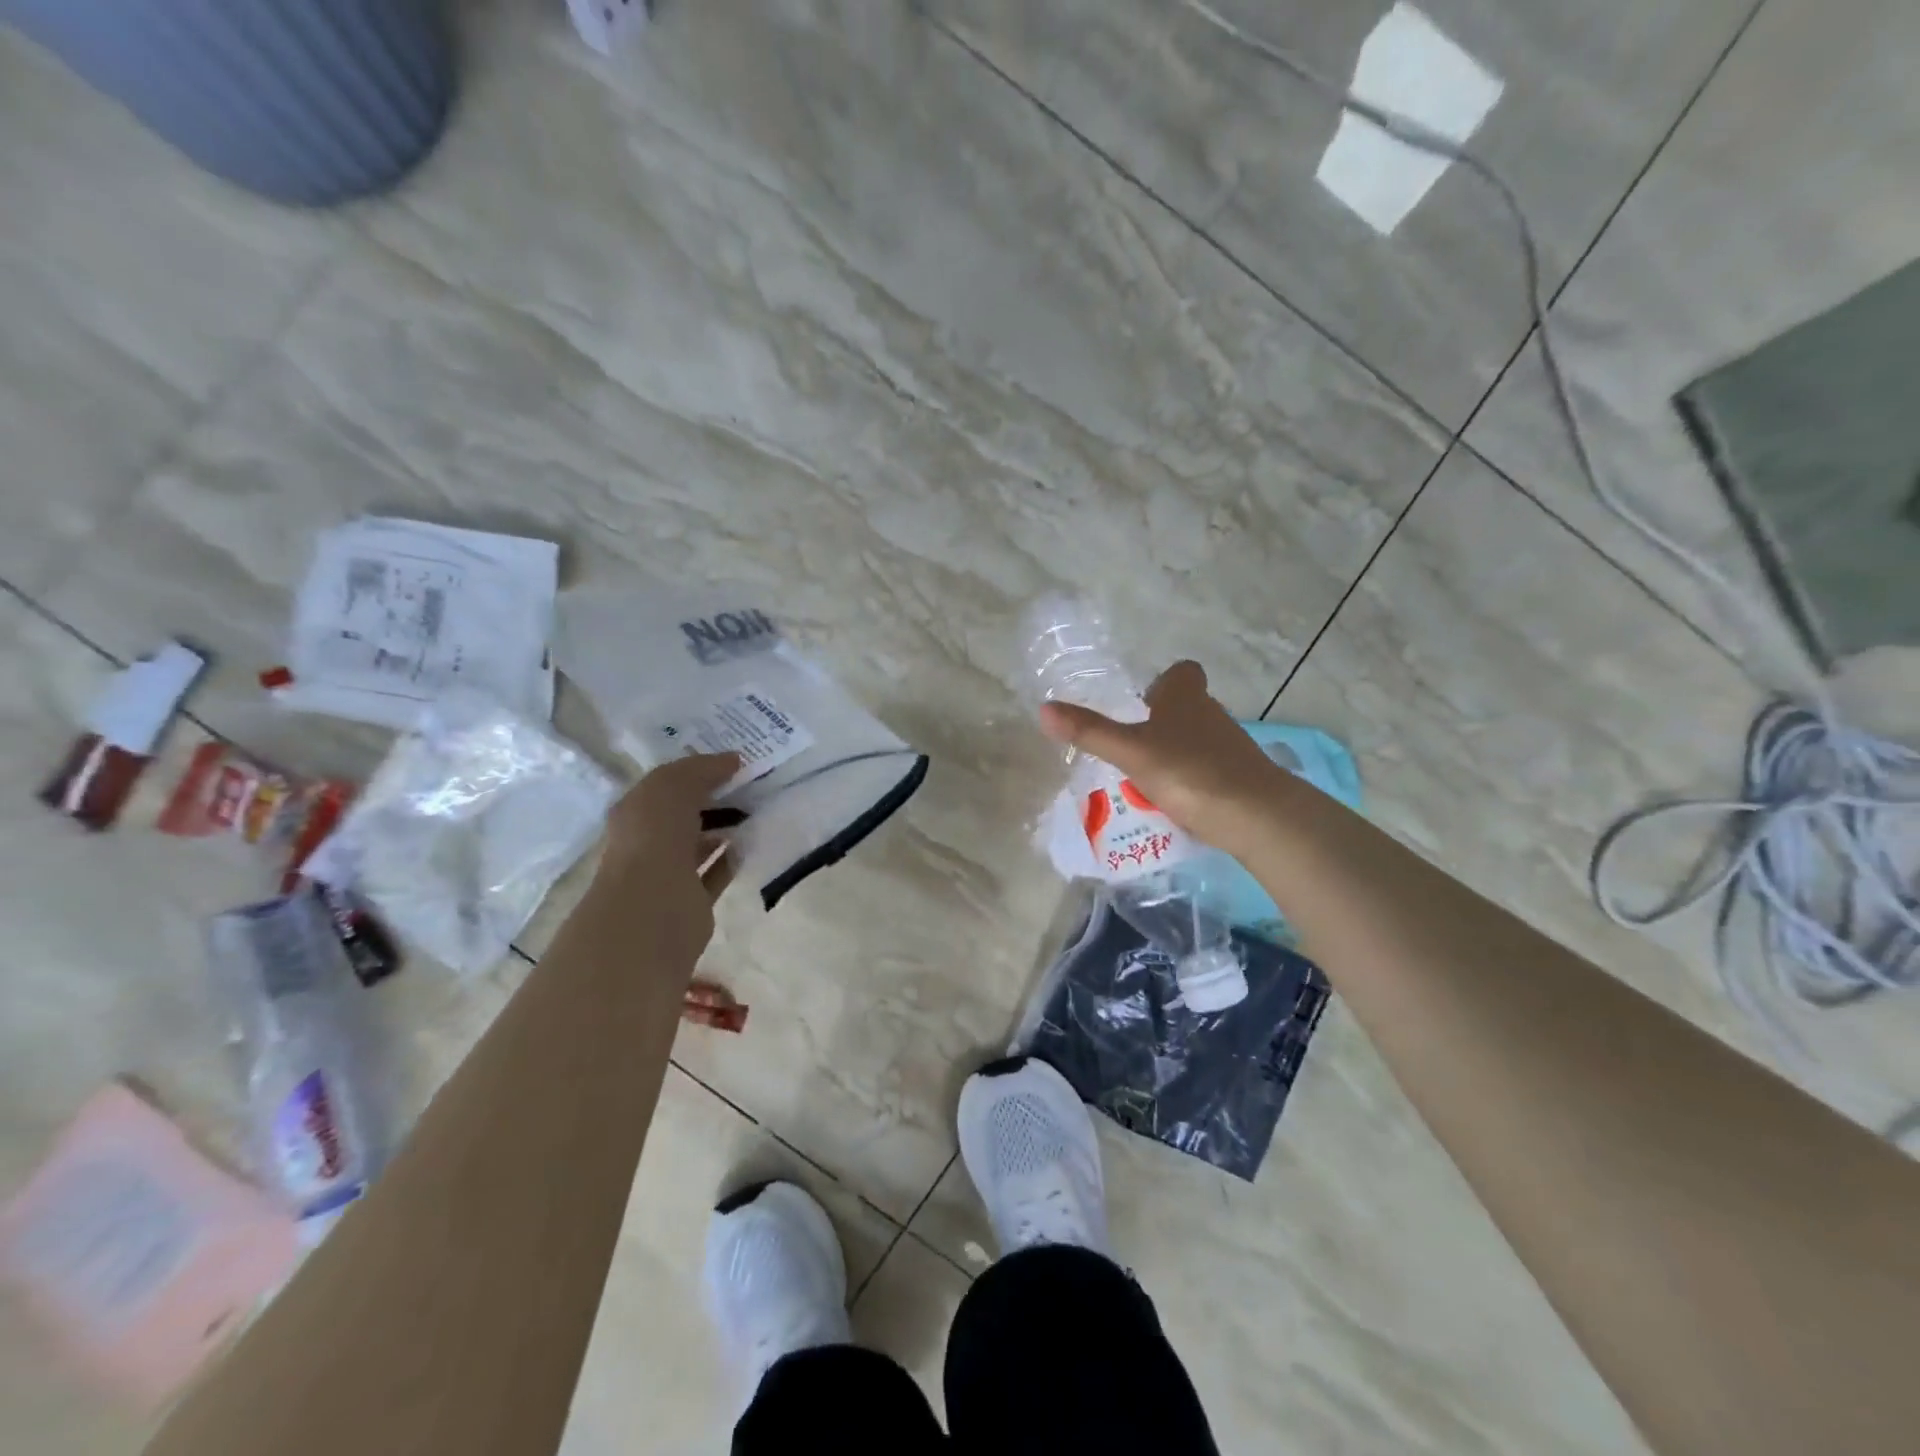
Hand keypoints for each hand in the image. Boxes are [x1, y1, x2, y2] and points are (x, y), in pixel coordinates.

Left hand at [592, 753, 739, 949]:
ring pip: (699, 843)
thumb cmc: (654, 839)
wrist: (653, 908)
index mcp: (635, 812)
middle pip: (684, 814)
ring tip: (757, 810)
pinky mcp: (692, 900)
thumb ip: (701, 770)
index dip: (696, 770)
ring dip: (724, 828)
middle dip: (713, 798)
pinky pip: (715, 873)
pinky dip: (731, 858)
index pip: (666, 785)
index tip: (733, 761)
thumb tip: (733, 760)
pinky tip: (751, 843)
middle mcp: (647, 841)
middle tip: (752, 783)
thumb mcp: (672, 787)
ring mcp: (668, 873)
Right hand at [1039, 660, 1291, 857]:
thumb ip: (1090, 732)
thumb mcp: (1131, 753)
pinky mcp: (1241, 777)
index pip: (1182, 673)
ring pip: (1198, 739)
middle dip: (1163, 721)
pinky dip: (1191, 778)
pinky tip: (1175, 801)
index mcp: (1186, 698)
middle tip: (1133, 745)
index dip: (1164, 682)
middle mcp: (1212, 714)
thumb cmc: (1189, 772)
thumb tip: (1043, 709)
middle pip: (1188, 706)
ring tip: (1146, 778)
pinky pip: (1209, 769)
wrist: (1257, 815)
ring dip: (1175, 751)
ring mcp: (1230, 746)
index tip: (1143, 702)